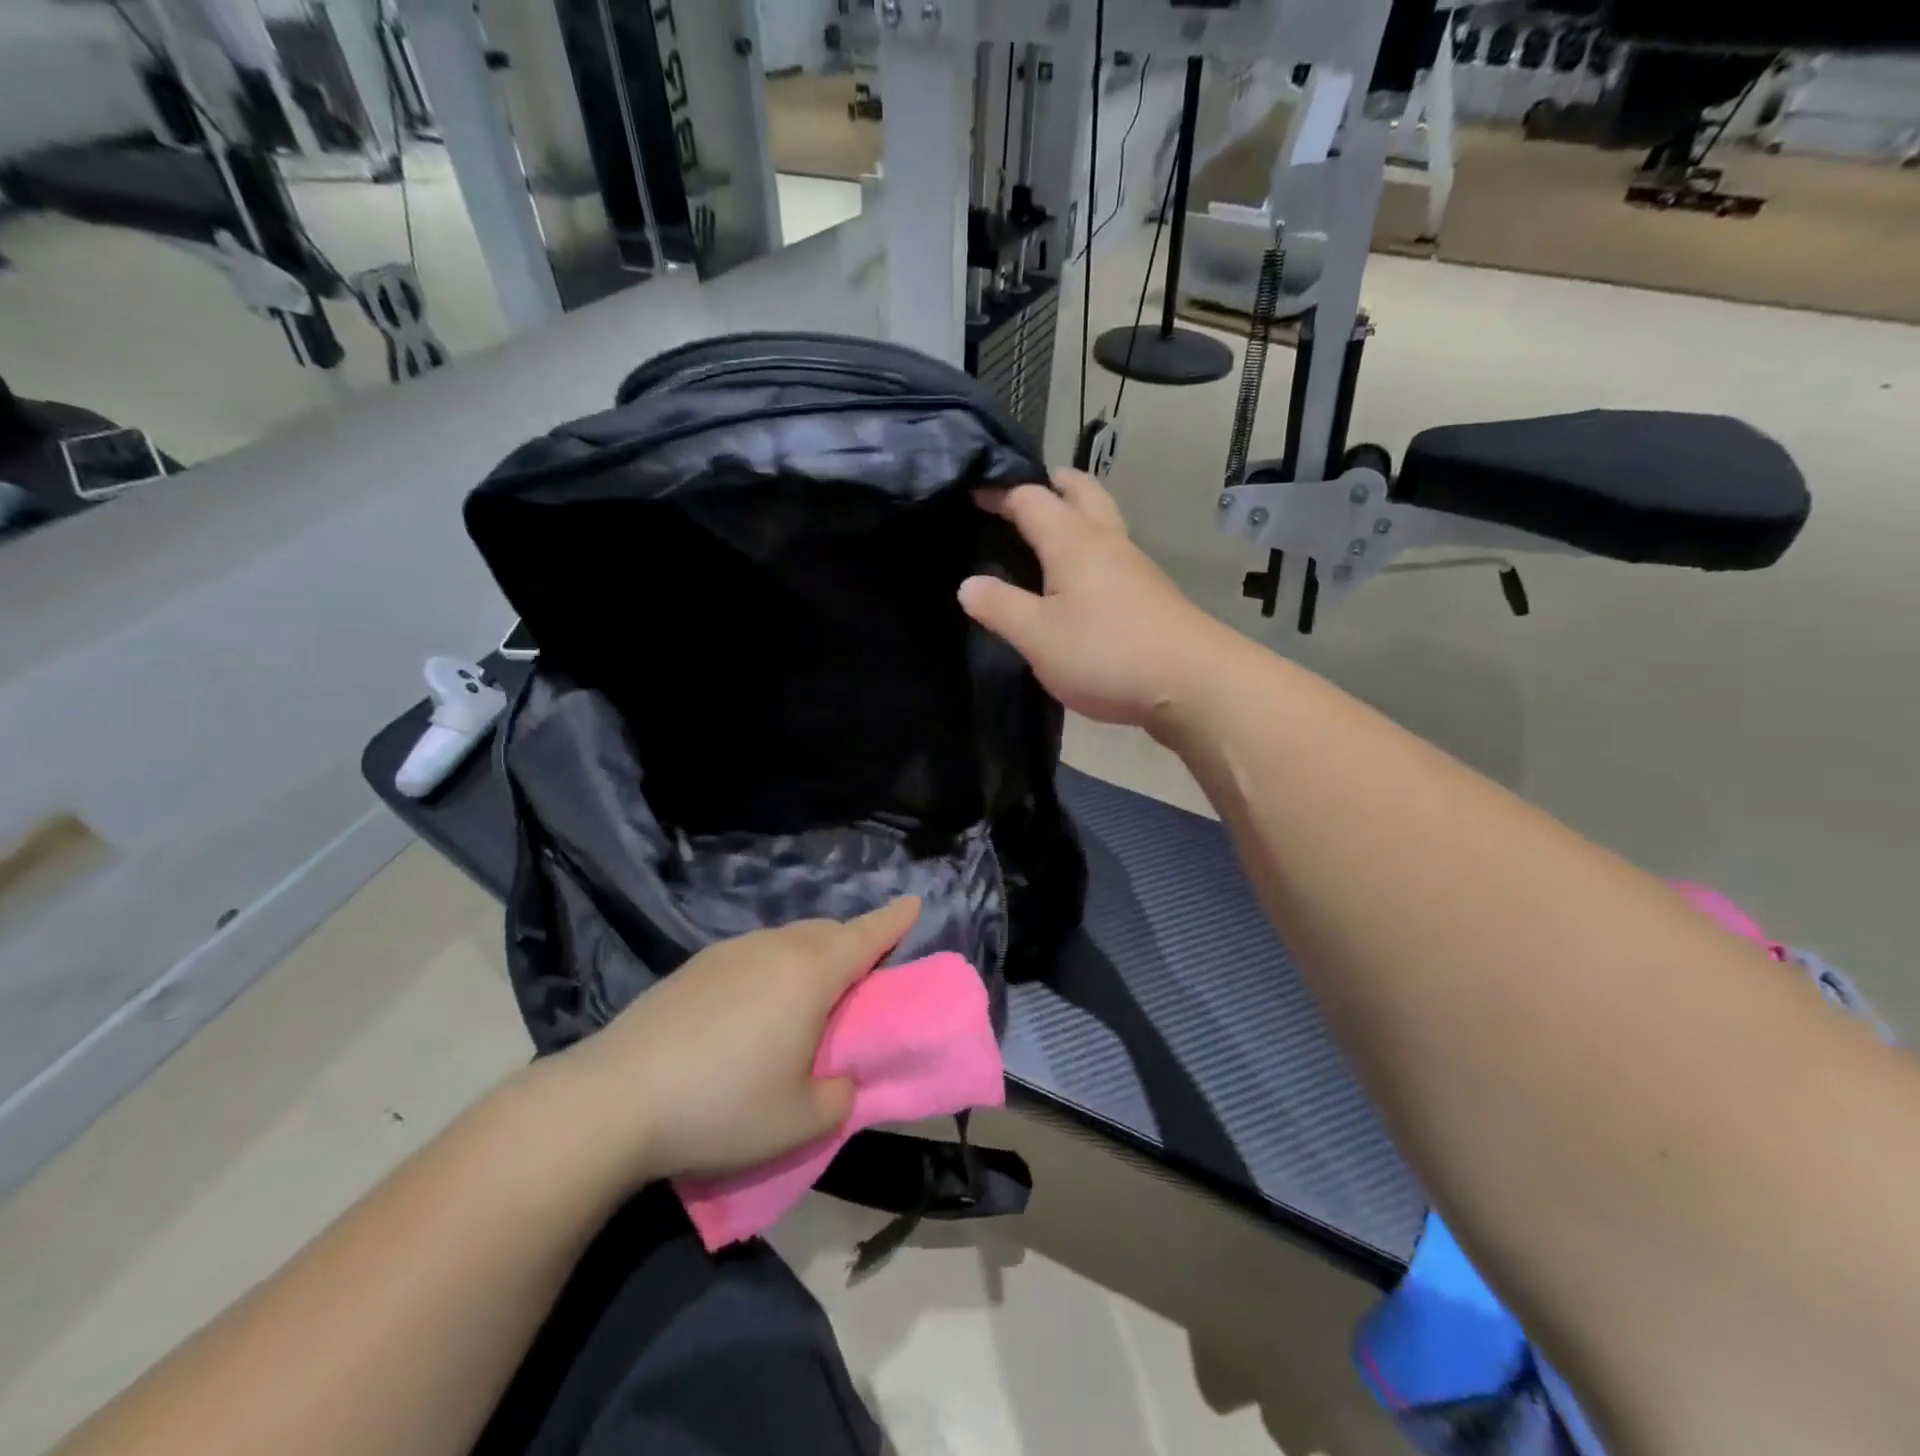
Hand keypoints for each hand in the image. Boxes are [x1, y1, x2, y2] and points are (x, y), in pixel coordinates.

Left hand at [549, 898, 920, 1185]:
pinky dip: (772, 968)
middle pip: (827, 932)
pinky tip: (753, 1011)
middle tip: (860, 976)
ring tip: (806, 1000)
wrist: (614, 1100)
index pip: (866, 935)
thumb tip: (838, 1081)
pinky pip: (753, 955)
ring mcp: (729, 952)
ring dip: (809, 957)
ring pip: (786, 941)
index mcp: (811, 974)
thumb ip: (838, 1097)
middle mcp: (774, 948)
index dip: (895, 920)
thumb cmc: (723, 1106)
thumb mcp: (800, 1121)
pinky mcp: (694, 967)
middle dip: (852, 943)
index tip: (915, 902)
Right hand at [959, 468, 1235, 731]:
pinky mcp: (1150, 593)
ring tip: (1042, 536)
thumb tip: (968, 585)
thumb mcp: (1038, 637)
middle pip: (1079, 491)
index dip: (999, 492)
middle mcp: (1106, 541)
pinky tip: (1077, 579)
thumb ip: (1000, 608)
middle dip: (1049, 484)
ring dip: (1072, 514)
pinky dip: (1088, 547)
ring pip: (1101, 519)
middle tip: (1019, 496)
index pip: (1030, 498)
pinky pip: (1111, 552)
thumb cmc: (1106, 653)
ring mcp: (1134, 565)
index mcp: (1073, 541)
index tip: (972, 494)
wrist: (1193, 682)